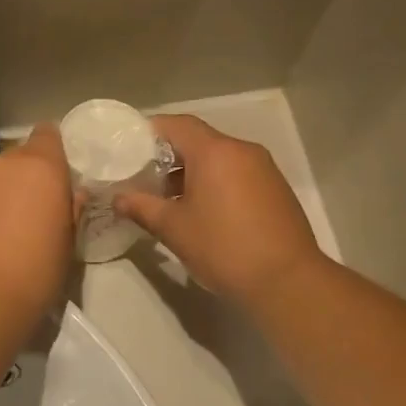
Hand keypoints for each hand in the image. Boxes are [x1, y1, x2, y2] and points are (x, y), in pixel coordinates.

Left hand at [0, 124, 74, 328]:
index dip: (53, 152)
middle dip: (24, 181)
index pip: (48, 134)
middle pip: (16, 161)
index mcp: (39, 168)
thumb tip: (70, 195)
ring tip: (0, 238)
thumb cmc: (37, 273)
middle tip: (32, 216)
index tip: (57, 178)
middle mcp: (0, 166)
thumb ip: (69, 210)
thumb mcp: (68, 244)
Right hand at [116, 114, 325, 304]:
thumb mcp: (174, 229)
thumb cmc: (223, 248)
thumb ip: (142, 207)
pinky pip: (237, 174)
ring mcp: (264, 169)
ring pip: (219, 159)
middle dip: (169, 156)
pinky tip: (203, 212)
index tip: (129, 148)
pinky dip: (216, 183)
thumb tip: (119, 198)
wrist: (286, 280)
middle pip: (199, 141)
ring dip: (193, 173)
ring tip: (169, 200)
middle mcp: (242, 150)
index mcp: (215, 152)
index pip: (177, 124)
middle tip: (144, 178)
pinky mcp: (276, 189)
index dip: (150, 131)